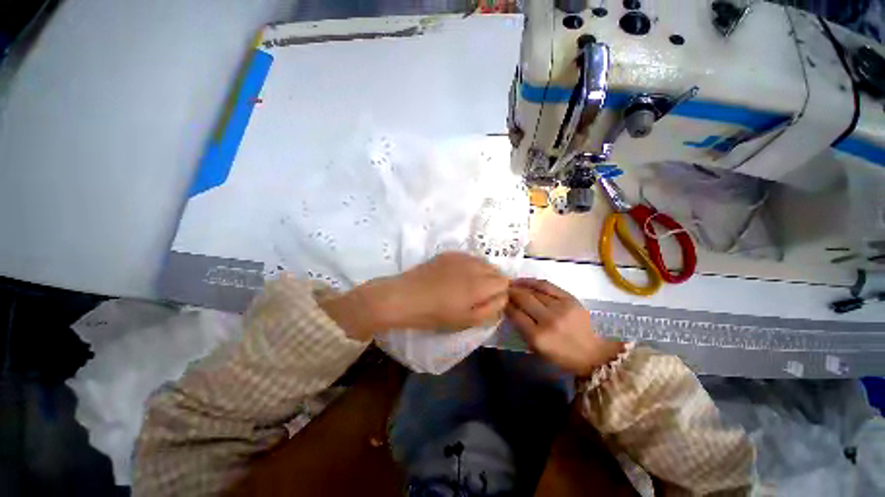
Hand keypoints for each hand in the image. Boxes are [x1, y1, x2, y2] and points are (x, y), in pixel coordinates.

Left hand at [387, 252, 509, 330]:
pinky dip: (469, 266)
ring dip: (481, 272)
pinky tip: (455, 276)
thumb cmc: (436, 314)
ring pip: (482, 262)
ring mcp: (461, 257)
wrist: (405, 297)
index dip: (500, 292)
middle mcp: (474, 265)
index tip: (489, 300)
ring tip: (466, 285)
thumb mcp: (467, 320)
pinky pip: (468, 257)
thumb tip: (503, 297)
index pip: (505, 281)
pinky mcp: (449, 253)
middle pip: (495, 269)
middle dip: (493, 281)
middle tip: (478, 295)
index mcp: (481, 284)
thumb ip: (492, 309)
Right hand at [506, 278, 623, 375]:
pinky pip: (546, 285)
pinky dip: (533, 282)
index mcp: (538, 337)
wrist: (596, 354)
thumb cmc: (564, 357)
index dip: (505, 305)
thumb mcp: (538, 350)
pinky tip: (524, 281)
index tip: (500, 301)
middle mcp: (548, 320)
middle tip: (504, 291)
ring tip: (511, 285)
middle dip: (510, 293)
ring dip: (519, 286)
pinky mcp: (569, 299)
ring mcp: (560, 307)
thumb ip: (522, 330)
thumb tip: (511, 311)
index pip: (515, 314)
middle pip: (523, 299)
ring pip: (533, 291)